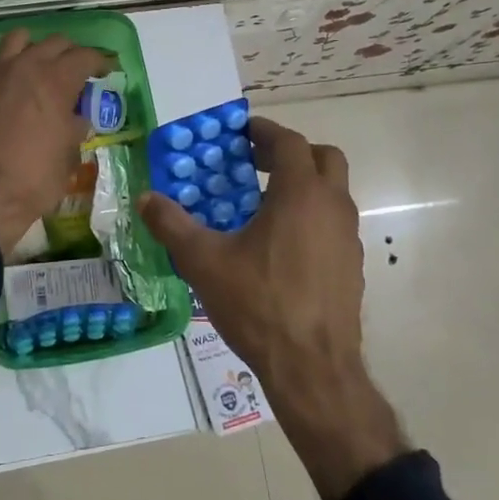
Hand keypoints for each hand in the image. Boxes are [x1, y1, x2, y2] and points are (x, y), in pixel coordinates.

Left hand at [0, 28, 109, 254]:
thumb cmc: (35, 178)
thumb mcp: (69, 155)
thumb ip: (75, 127)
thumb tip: (76, 118)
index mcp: (56, 80)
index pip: (84, 56)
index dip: (100, 62)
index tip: (106, 70)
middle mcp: (26, 67)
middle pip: (54, 43)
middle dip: (71, 54)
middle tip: (78, 72)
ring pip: (19, 40)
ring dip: (36, 48)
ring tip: (42, 67)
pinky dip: (10, 66)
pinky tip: (14, 88)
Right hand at [138, 116, 409, 499]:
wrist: (313, 367)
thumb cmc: (258, 304)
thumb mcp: (203, 261)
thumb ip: (172, 224)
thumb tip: (145, 198)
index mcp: (300, 194)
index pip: (290, 142)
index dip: (265, 132)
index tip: (241, 132)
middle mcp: (332, 207)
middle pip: (323, 158)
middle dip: (292, 153)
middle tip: (256, 163)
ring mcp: (348, 238)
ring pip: (333, 193)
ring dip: (304, 186)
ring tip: (263, 205)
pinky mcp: (352, 266)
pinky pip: (333, 224)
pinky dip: (311, 217)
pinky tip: (280, 247)